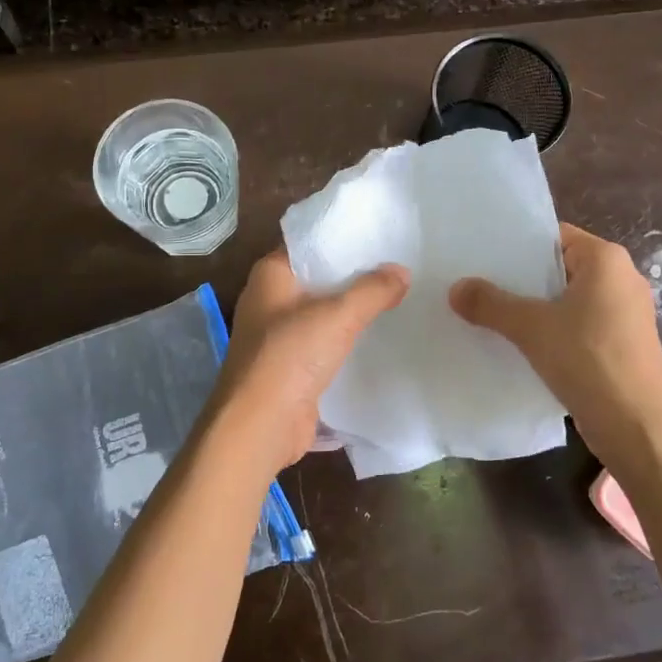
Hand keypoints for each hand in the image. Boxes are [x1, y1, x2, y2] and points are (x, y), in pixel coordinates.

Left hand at [204, 248, 409, 473]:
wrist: (259, 427)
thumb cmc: (289, 357)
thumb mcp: (338, 316)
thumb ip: (373, 290)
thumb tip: (402, 271)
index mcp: (271, 275)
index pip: (310, 243)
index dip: (344, 238)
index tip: (381, 235)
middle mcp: (270, 300)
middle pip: (319, 279)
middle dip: (355, 275)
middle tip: (399, 264)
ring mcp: (279, 336)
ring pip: (324, 313)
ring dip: (353, 311)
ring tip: (398, 297)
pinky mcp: (291, 367)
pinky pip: (325, 344)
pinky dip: (348, 340)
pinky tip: (380, 337)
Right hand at [450, 223, 661, 462]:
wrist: (636, 427)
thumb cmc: (588, 361)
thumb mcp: (531, 328)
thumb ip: (491, 304)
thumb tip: (455, 288)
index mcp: (606, 260)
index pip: (554, 237)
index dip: (518, 246)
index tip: (483, 257)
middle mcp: (622, 278)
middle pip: (560, 268)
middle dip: (522, 279)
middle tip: (480, 285)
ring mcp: (627, 313)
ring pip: (569, 299)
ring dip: (536, 308)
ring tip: (494, 315)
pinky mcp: (624, 343)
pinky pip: (580, 325)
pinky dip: (554, 330)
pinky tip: (524, 345)